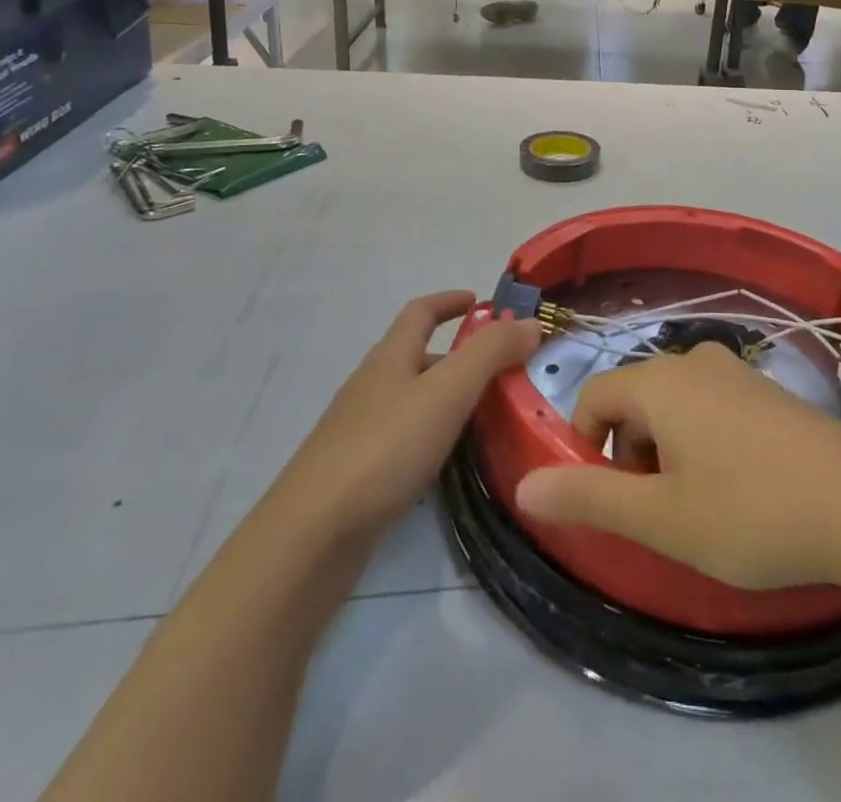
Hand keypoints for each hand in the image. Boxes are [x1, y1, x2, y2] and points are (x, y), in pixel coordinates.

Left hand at [273, 291, 540, 545]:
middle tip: (505, 372)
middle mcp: (372, 387)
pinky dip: (436, 439)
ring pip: (415, 402)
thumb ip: (490, 354)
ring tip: (492, 418)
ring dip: (451, 400)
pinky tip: (454, 464)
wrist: (311, 538)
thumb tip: (530, 322)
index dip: (450, 301)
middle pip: (419, 357)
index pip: (420, 312)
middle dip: (461, 357)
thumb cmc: (383, 450)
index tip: (482, 302)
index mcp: (389, 358)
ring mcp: (360, 432)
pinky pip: (406, 441)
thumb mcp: (447, 392)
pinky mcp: (359, 475)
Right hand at [515, 342, 840, 591]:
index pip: (594, 397)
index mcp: (660, 380)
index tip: (612, 501)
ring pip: (674, 405)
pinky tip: (742, 488)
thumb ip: (588, 496)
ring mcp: (737, 372)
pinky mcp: (769, 390)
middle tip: (662, 512)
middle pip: (635, 400)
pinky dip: (704, 443)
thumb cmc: (749, 511)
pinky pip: (712, 407)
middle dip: (630, 454)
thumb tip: (524, 485)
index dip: (586, 448)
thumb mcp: (661, 517)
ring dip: (668, 452)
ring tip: (702, 507)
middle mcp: (694, 361)